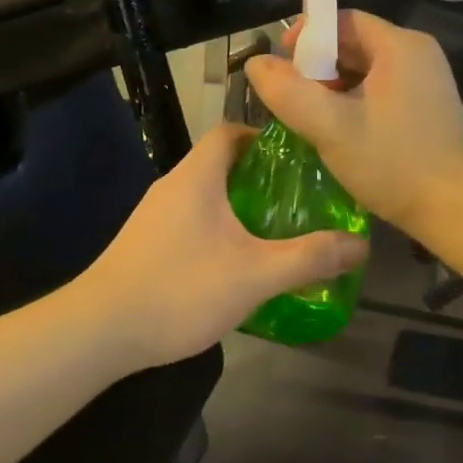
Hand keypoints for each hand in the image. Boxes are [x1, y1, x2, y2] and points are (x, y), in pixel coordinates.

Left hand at [83, 125, 368, 369]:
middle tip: (298, 197)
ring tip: (274, 228)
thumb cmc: (181, 288)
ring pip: (203, 194)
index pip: (229, 131)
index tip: (298, 156)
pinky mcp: (144, 243)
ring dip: (237, 204)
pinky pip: (188, 220)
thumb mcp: (255, 275)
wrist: (101, 330)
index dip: (264, 135)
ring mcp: (153, 216)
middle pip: (219, 162)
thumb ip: (309, 258)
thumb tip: (361, 245)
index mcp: (196, 177)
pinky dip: (216, 228)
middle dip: (258, 175)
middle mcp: (172, 186)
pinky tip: (234, 261)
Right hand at [245, 10, 462, 235]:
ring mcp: (426, 82)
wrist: (461, 212)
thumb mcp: (331, 128)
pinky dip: (354, 103)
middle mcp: (417, 55)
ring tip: (308, 117)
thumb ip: (288, 92)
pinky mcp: (428, 108)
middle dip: (316, 67)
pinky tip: (338, 132)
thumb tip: (255, 63)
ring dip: (332, 88)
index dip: (306, 38)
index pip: (342, 20)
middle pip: (353, 44)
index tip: (280, 68)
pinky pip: (381, 91)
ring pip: (365, 71)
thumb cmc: (395, 164)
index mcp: (400, 46)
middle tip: (289, 97)